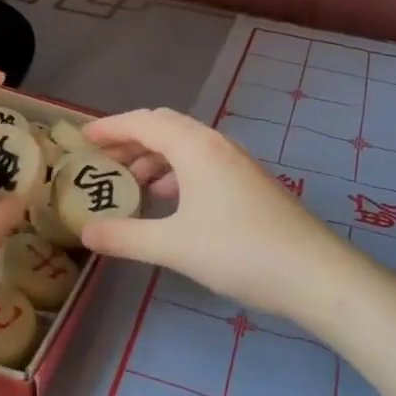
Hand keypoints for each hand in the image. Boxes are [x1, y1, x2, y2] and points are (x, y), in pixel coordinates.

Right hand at [80, 108, 355, 324]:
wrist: (313, 272)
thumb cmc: (238, 251)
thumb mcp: (173, 245)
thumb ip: (126, 236)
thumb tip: (86, 232)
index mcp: (195, 147)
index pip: (143, 122)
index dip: (110, 127)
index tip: (82, 139)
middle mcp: (216, 144)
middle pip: (165, 128)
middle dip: (131, 141)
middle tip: (102, 162)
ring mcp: (237, 163)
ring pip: (186, 147)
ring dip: (155, 159)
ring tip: (131, 185)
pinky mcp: (249, 184)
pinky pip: (202, 165)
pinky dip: (177, 174)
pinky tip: (170, 203)